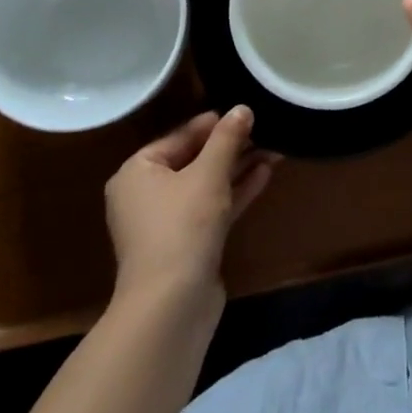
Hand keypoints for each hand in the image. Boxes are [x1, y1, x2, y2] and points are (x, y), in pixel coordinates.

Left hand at [104, 107, 277, 304]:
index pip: (179, 136)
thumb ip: (226, 139)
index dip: (213, 123)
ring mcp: (166, 222)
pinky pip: (212, 207)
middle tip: (265, 129)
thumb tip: (242, 108)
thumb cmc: (182, 226)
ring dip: (238, 167)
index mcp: (137, 171)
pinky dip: (235, 191)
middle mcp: (146, 194)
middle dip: (231, 146)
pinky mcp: (187, 243)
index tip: (246, 112)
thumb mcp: (208, 174)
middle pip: (193, 159)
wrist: (172, 304)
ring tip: (274, 148)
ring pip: (206, 184)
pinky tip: (265, 174)